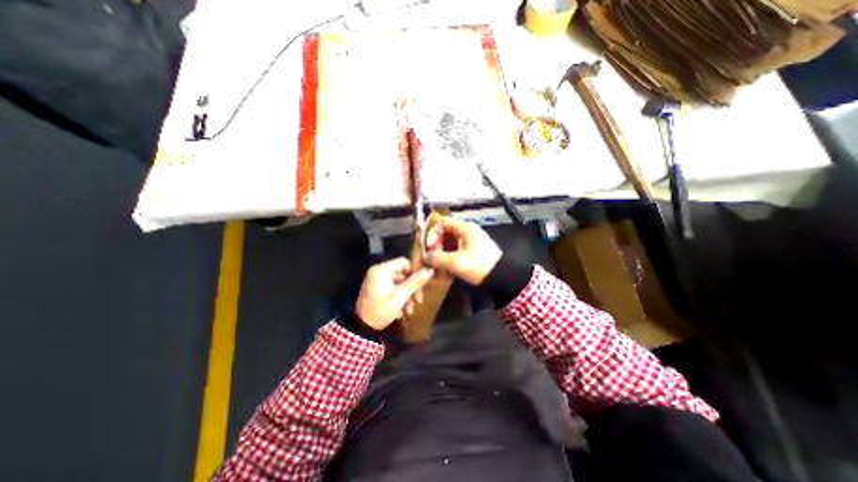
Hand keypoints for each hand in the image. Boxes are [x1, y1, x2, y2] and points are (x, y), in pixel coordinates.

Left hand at [358, 258, 435, 328]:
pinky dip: (399, 298)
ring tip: (409, 310)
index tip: (421, 285)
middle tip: (418, 301)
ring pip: (400, 283)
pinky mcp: (378, 289)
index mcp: (381, 270)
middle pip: (403, 274)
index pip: (404, 262)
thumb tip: (430, 270)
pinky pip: (393, 289)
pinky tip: (401, 311)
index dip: (414, 272)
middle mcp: (379, 272)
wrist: (362, 329)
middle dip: (411, 289)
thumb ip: (415, 282)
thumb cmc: (381, 310)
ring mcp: (378, 281)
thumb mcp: (400, 296)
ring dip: (407, 296)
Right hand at [423, 219, 503, 286]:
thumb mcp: (457, 262)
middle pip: (445, 233)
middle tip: (432, 257)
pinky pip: (456, 250)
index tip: (428, 246)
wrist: (502, 278)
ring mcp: (471, 242)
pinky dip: (449, 257)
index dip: (432, 232)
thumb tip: (426, 257)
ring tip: (437, 265)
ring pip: (450, 243)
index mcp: (465, 229)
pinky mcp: (473, 251)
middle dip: (436, 245)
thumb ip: (438, 258)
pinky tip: (446, 269)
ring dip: (441, 253)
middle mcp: (467, 232)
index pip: (442, 222)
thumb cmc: (481, 266)